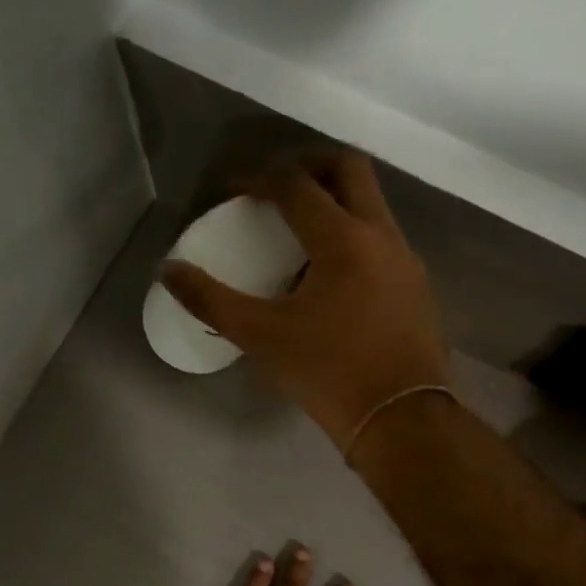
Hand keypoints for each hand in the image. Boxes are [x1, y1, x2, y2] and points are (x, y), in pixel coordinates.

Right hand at [160, 149, 451, 446]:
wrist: (402, 419)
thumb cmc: (329, 374)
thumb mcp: (262, 338)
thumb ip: (211, 301)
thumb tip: (168, 271)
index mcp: (342, 240)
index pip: (296, 184)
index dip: (259, 178)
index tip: (234, 191)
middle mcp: (381, 235)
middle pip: (349, 168)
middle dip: (308, 166)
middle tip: (275, 189)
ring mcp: (406, 259)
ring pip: (372, 204)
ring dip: (336, 201)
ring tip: (300, 234)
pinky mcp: (417, 286)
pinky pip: (383, 238)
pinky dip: (354, 235)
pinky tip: (332, 277)